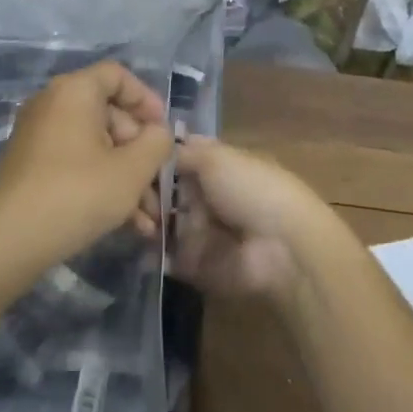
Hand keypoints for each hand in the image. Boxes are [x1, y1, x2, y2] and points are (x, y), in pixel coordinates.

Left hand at [0, 62, 172, 271]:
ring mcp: (38, 136)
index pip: (117, 76)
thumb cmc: (77, 193)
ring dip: (125, 176)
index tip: (163, 131)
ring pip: (95, 146)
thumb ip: (156, 143)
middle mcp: (52, 104)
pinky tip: (126, 224)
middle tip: (158, 185)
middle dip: (139, 152)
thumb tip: (157, 133)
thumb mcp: (131, 170)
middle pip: (108, 115)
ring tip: (149, 218)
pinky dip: (101, 184)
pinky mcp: (30, 166)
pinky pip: (75, 163)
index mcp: (74, 91)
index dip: (146, 99)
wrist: (8, 241)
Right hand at [145, 137, 329, 298]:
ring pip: (164, 223)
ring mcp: (203, 232)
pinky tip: (141, 243)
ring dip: (146, 221)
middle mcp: (209, 197)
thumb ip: (185, 153)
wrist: (282, 248)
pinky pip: (169, 258)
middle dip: (146, 193)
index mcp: (218, 167)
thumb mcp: (216, 158)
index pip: (179, 160)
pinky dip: (155, 254)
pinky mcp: (198, 266)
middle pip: (167, 192)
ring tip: (135, 220)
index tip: (132, 158)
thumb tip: (161, 145)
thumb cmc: (251, 189)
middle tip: (130, 194)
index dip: (156, 160)